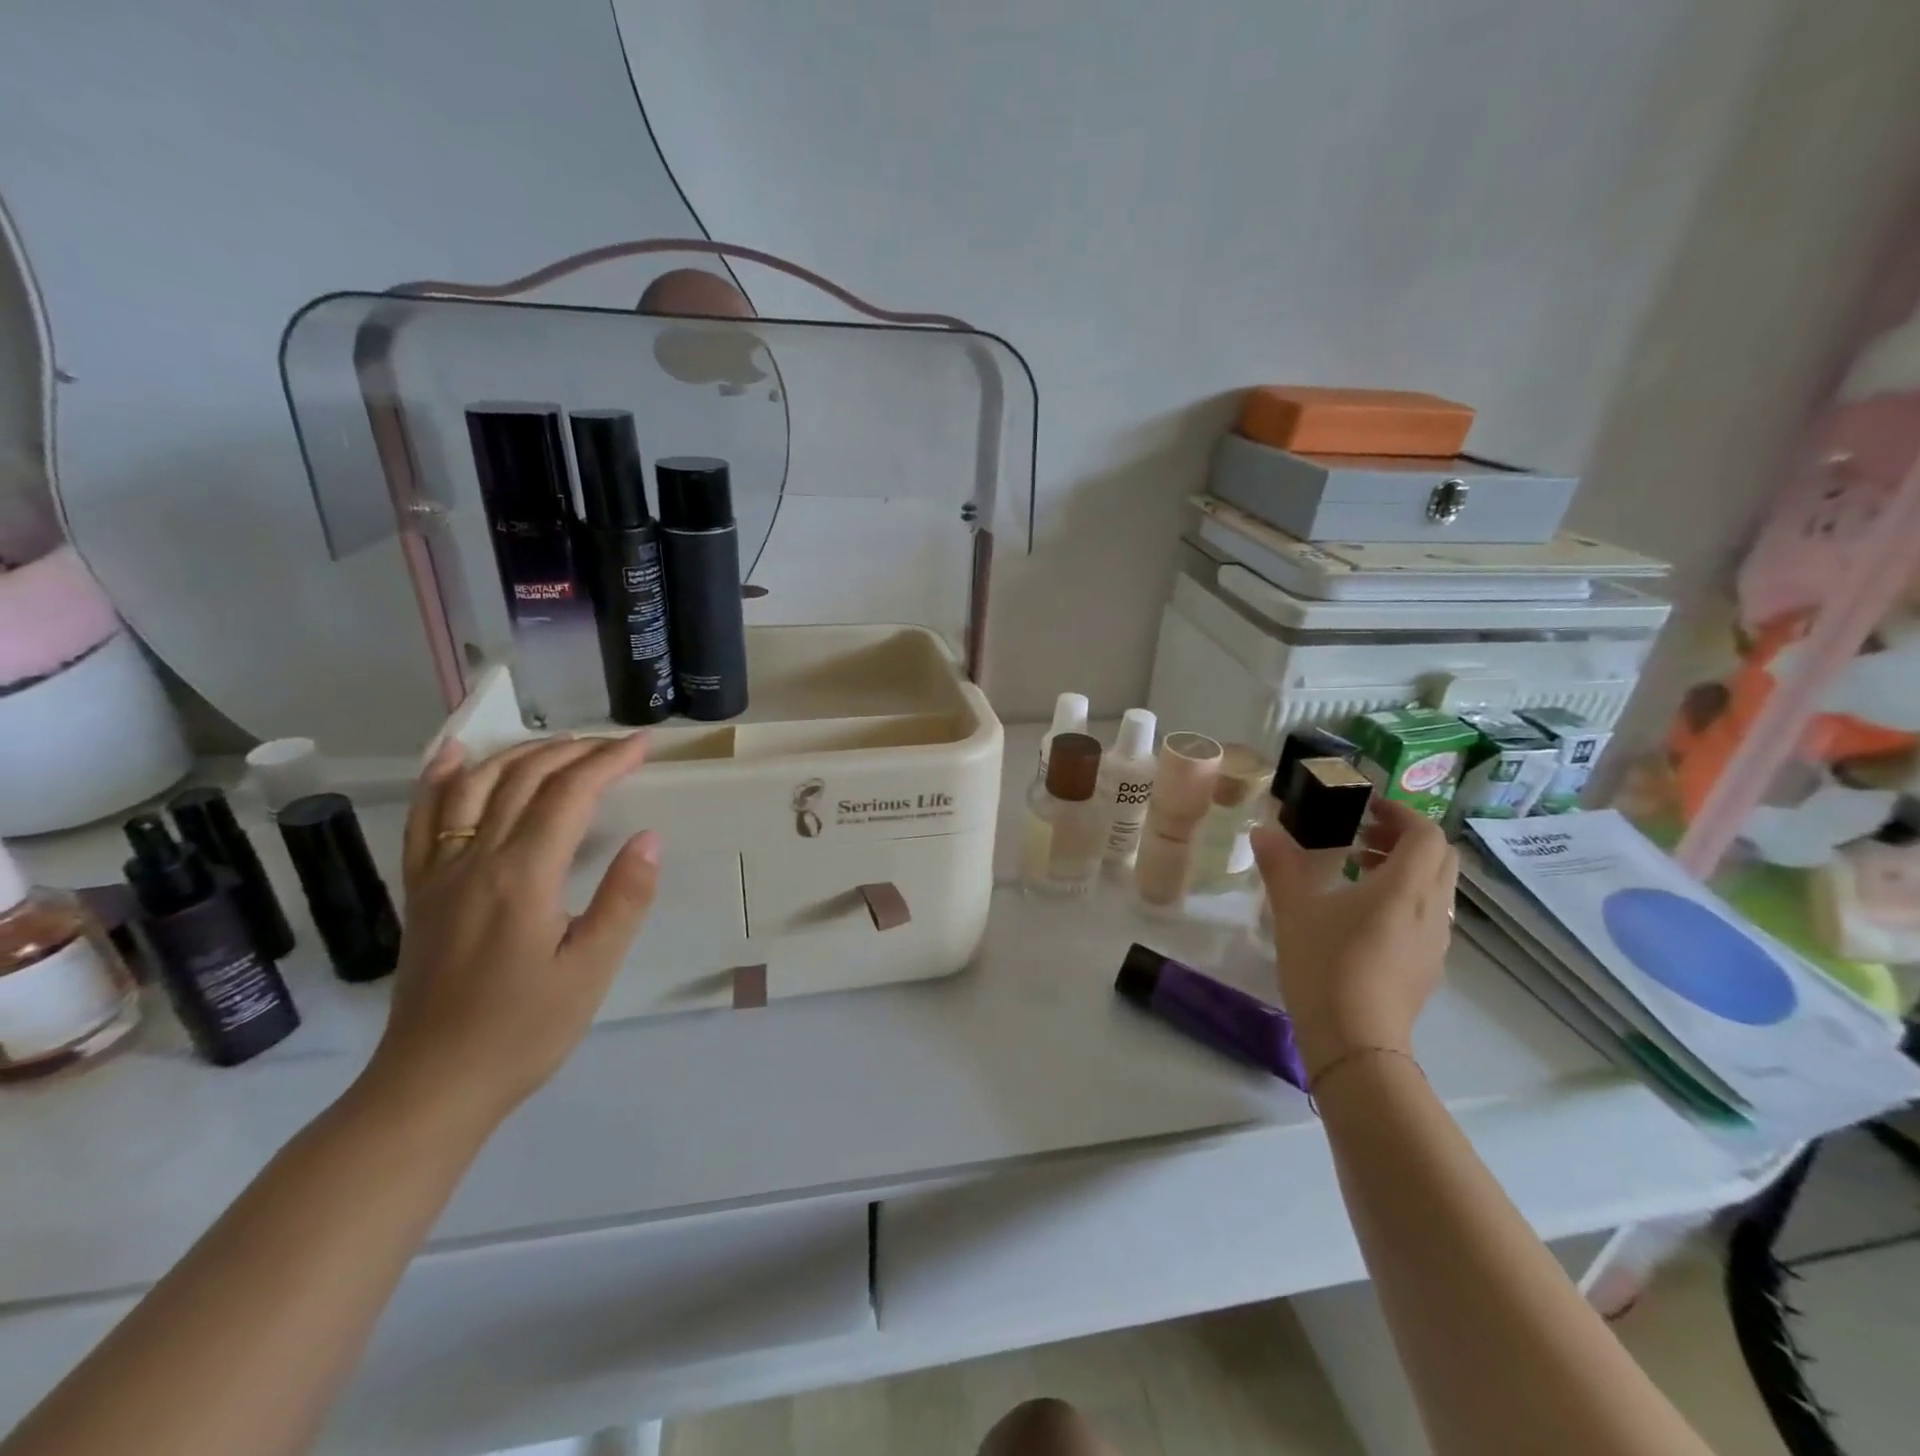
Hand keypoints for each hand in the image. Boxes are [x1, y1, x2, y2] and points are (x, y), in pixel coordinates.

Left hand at [362, 734, 659, 1128]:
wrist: (432, 1085)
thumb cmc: (524, 1030)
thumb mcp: (592, 970)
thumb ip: (624, 899)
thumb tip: (650, 838)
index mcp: (522, 877)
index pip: (569, 795)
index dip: (608, 762)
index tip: (644, 746)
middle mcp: (475, 860)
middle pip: (523, 780)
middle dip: (574, 752)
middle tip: (616, 746)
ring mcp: (439, 873)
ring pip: (474, 787)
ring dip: (520, 755)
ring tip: (560, 744)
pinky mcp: (421, 891)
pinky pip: (424, 819)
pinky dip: (441, 777)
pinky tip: (455, 754)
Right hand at [1250, 798, 1456, 1077]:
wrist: (1355, 1042)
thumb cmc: (1326, 965)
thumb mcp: (1294, 910)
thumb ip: (1281, 865)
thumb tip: (1262, 830)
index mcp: (1405, 887)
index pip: (1426, 834)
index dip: (1401, 813)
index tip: (1366, 809)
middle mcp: (1431, 910)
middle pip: (1439, 858)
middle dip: (1405, 839)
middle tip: (1363, 836)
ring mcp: (1435, 942)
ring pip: (1436, 889)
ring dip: (1405, 869)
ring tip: (1358, 872)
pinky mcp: (1428, 967)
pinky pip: (1428, 917)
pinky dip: (1405, 900)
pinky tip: (1364, 917)